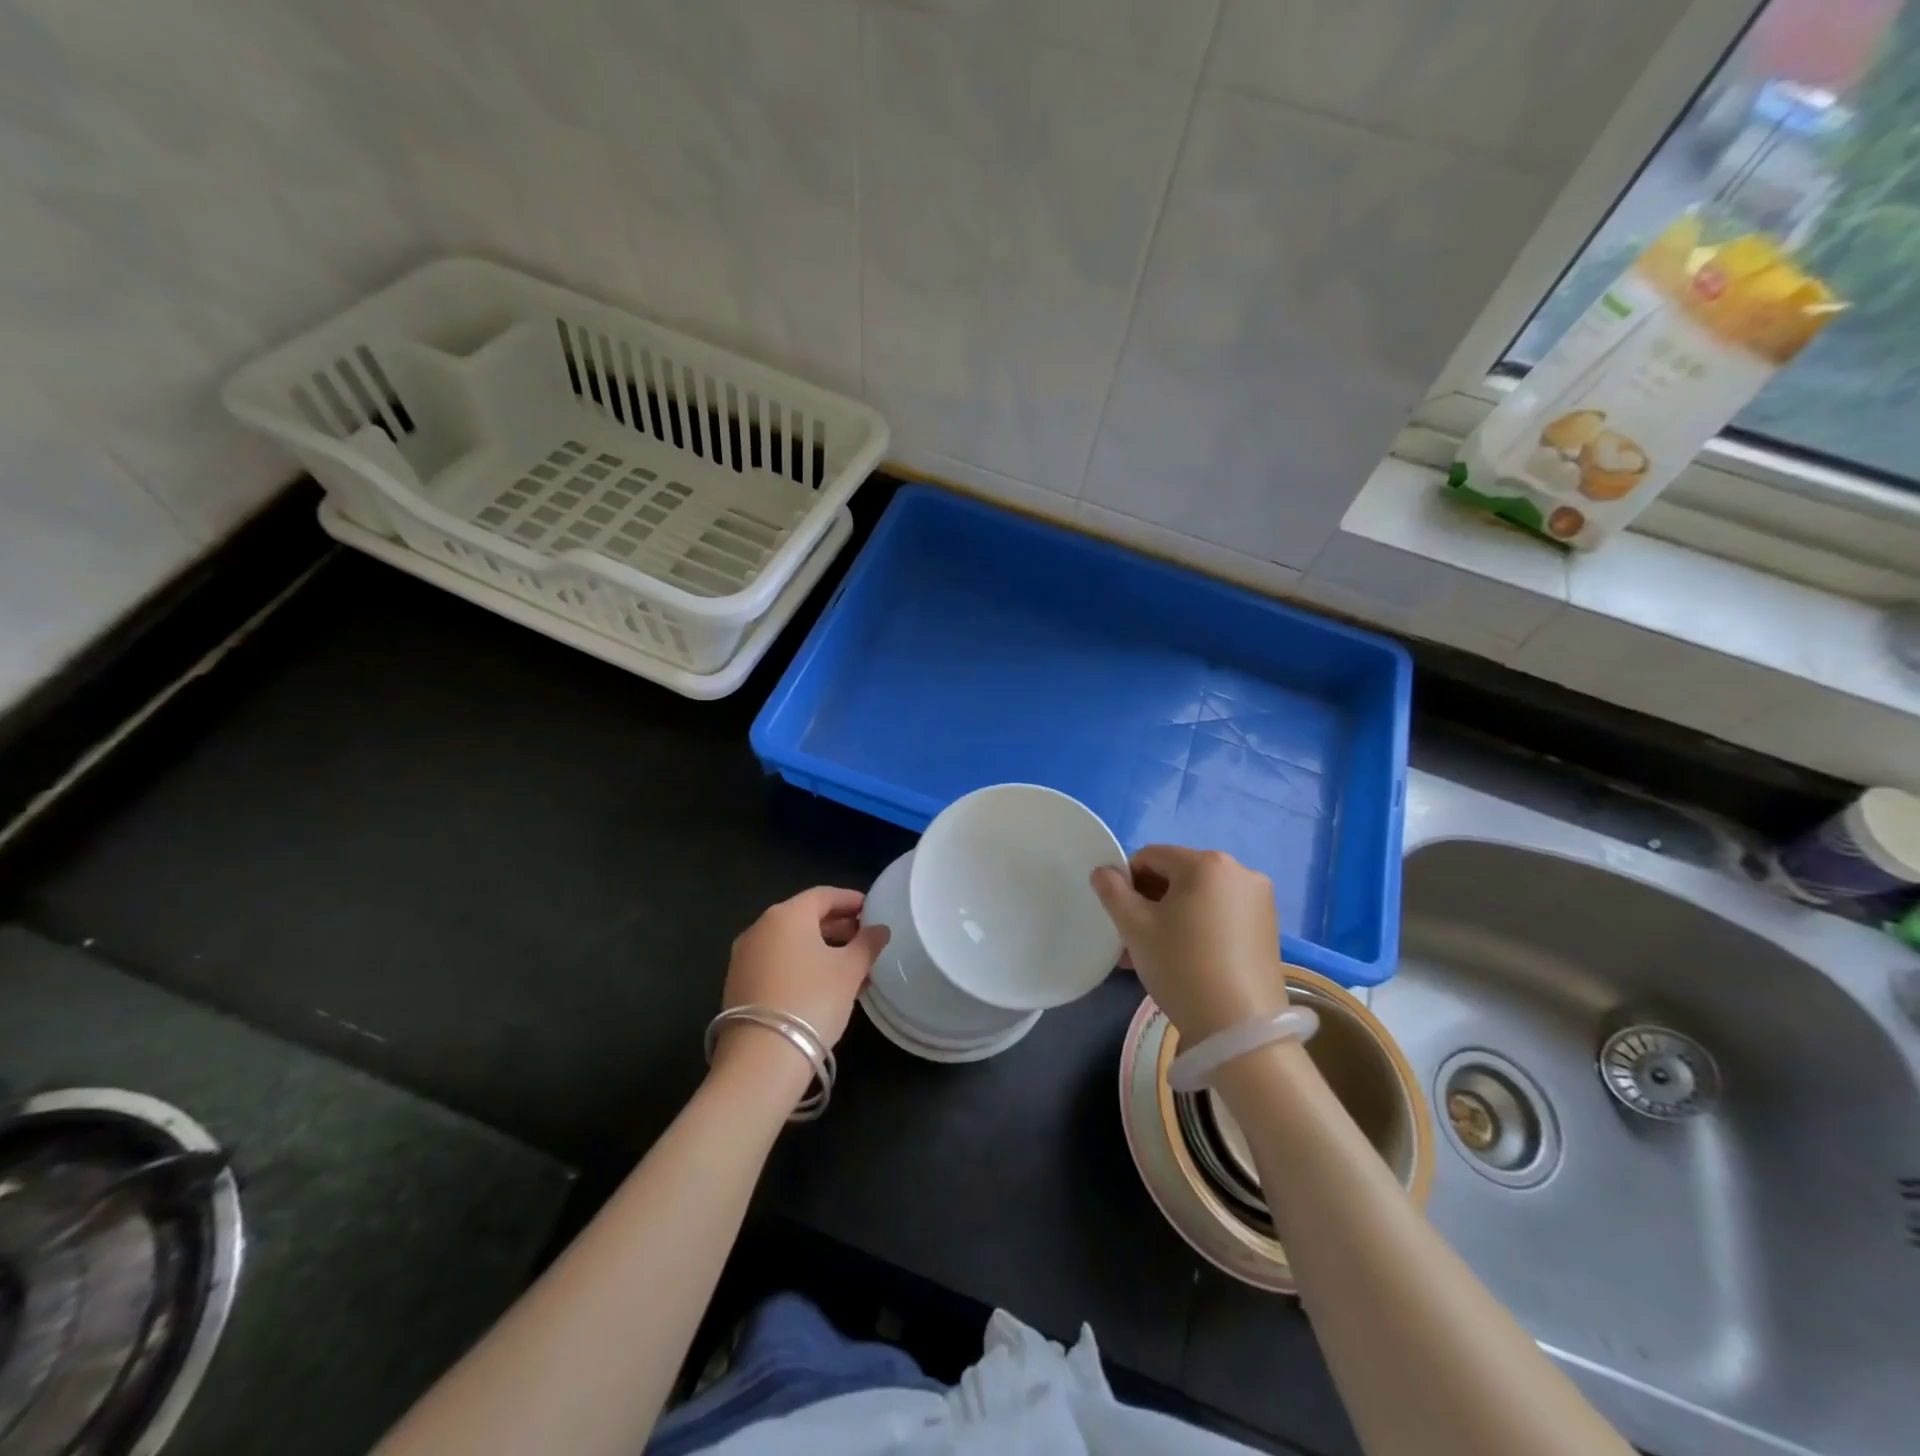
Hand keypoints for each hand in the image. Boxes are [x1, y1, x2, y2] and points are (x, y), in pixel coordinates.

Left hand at [719, 887, 888, 1057]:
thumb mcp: (849, 971)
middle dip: (837, 926)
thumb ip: (867, 944)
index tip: (872, 910)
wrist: (761, 1059)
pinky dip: (801, 965)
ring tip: (850, 966)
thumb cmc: (812, 1000)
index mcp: (786, 915)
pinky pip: (777, 962)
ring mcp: (744, 957)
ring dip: (821, 948)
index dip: (850, 900)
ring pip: (790, 942)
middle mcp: (760, 928)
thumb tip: (880, 929)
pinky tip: (823, 985)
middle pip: (804, 917)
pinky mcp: (738, 984)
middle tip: (864, 939)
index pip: (823, 895)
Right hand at [1091, 847, 1287, 1042]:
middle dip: (1150, 901)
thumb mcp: (1135, 927)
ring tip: (1153, 954)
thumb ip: (1112, 891)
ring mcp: (1260, 900)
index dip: (1127, 880)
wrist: (1240, 1030)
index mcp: (1206, 863)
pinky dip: (1198, 927)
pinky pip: (1221, 914)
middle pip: (1178, 875)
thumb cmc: (1181, 966)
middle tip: (1132, 938)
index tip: (1118, 914)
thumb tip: (1103, 871)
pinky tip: (1185, 960)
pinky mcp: (1270, 928)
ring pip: (1199, 898)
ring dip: (1171, 917)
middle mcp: (1240, 872)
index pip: (1151, 856)